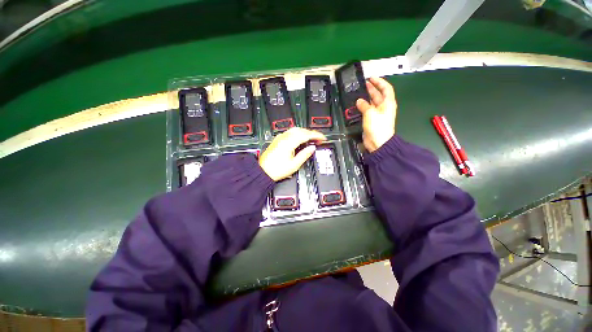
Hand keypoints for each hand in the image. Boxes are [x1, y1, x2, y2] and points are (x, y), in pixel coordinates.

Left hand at [259, 127, 326, 180]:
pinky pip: (290, 133)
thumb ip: (304, 155)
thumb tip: (312, 148)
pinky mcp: (277, 140)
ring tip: (311, 139)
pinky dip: (298, 134)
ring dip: (304, 133)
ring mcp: (279, 138)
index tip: (322, 138)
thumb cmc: (276, 170)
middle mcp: (283, 138)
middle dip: (311, 133)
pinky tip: (300, 139)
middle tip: (318, 139)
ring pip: (295, 130)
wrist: (263, 172)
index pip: (306, 135)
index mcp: (289, 143)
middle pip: (301, 130)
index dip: (316, 135)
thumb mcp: (294, 165)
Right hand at [356, 77, 396, 152]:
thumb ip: (364, 105)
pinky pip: (367, 111)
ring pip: (372, 103)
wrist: (378, 142)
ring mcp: (377, 114)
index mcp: (388, 103)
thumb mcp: (371, 113)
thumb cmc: (378, 127)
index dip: (379, 82)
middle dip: (371, 88)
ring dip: (366, 98)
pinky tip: (356, 105)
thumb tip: (359, 101)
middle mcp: (384, 107)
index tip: (371, 78)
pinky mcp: (371, 120)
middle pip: (378, 95)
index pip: (386, 88)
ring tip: (358, 93)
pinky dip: (362, 107)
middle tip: (363, 84)